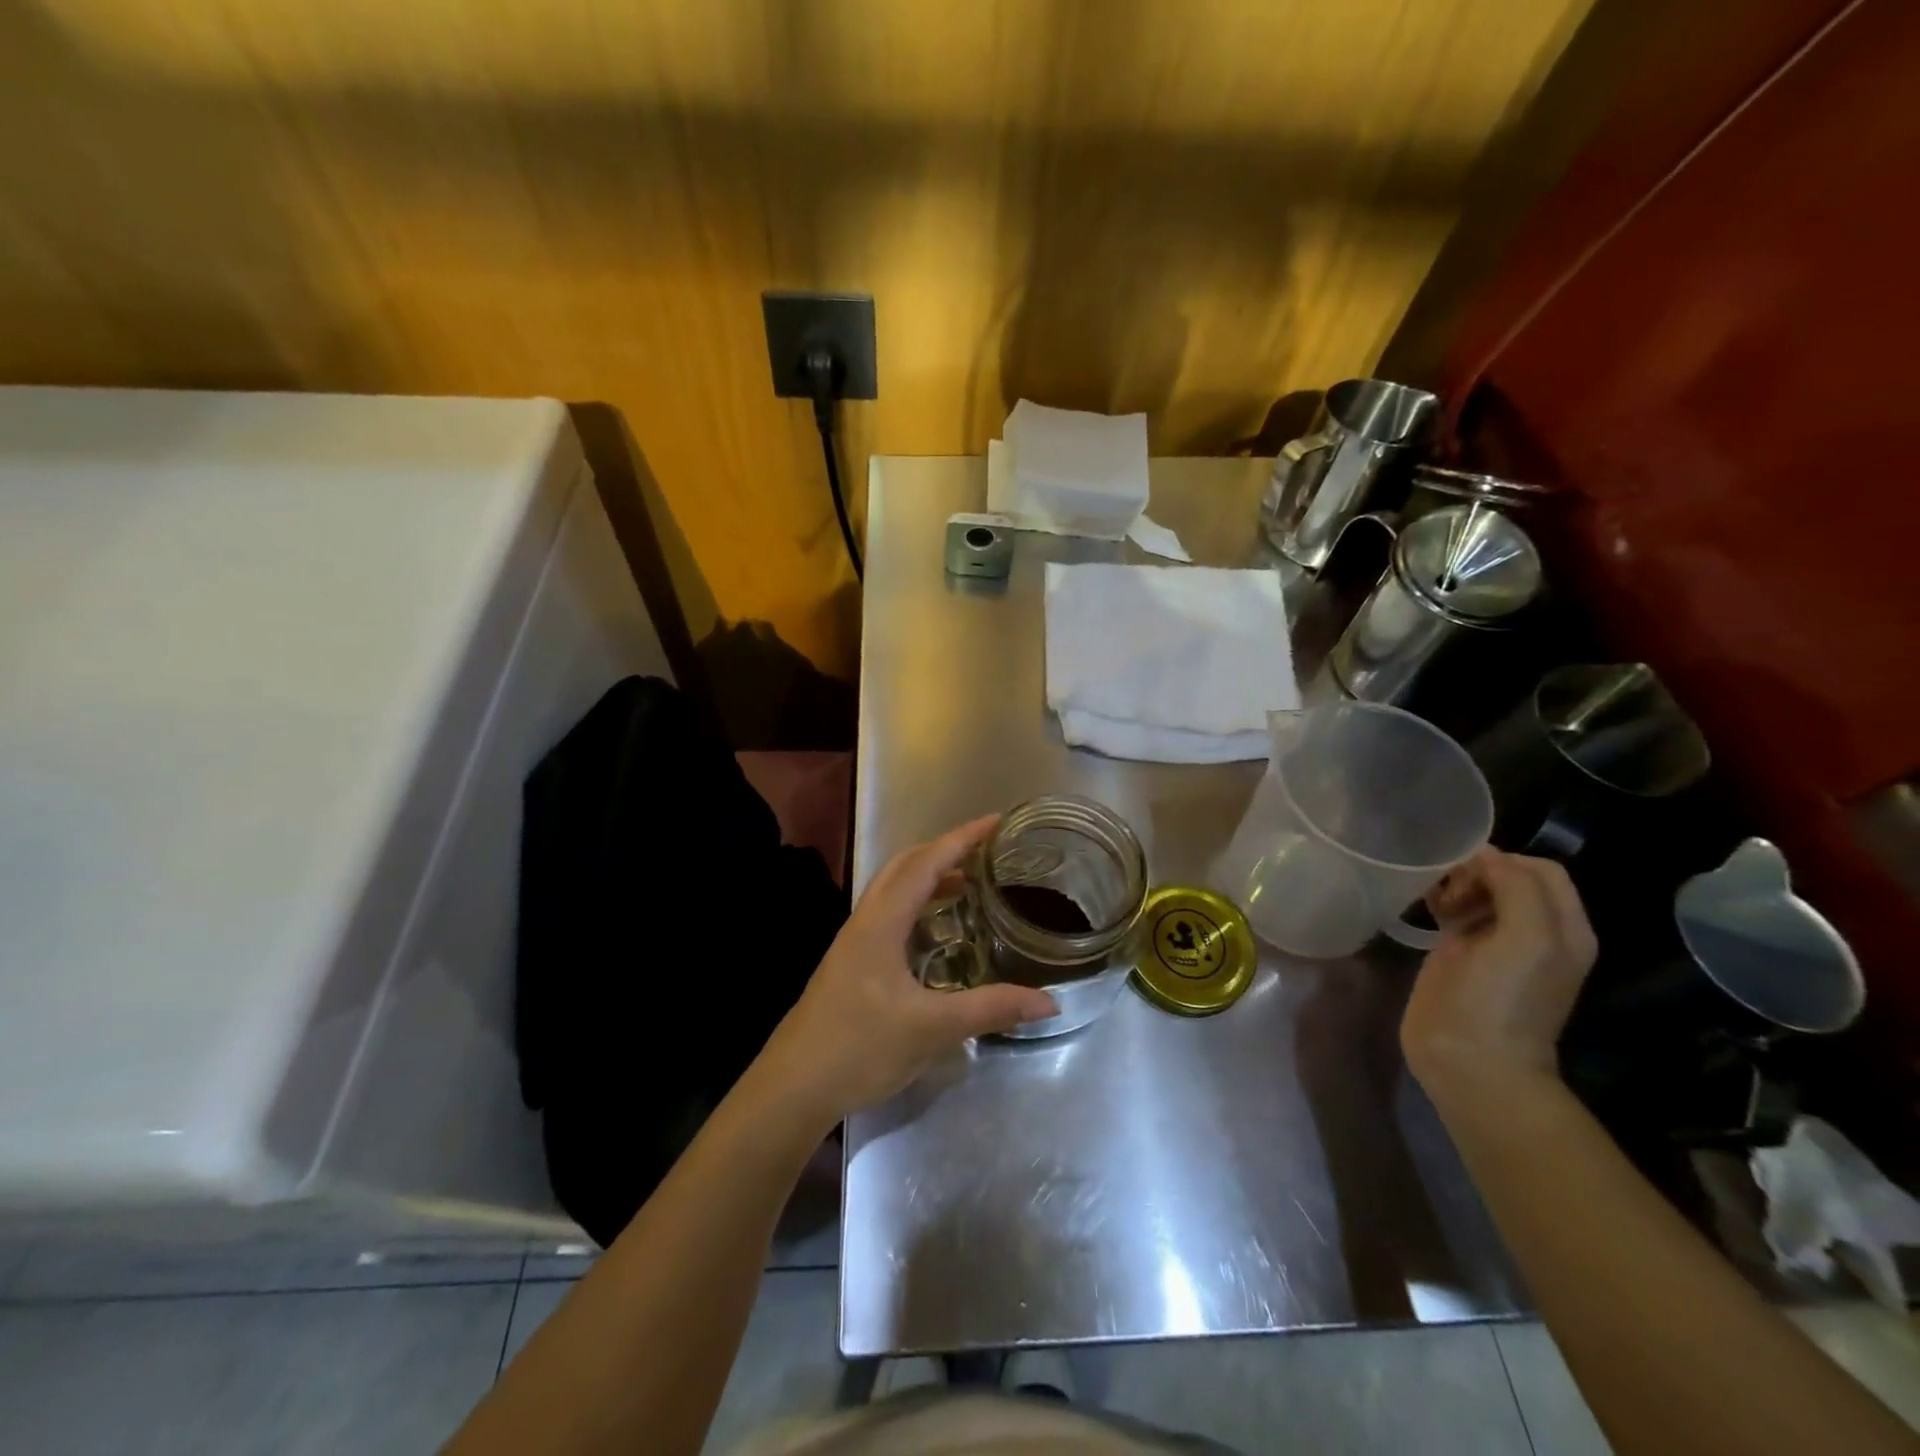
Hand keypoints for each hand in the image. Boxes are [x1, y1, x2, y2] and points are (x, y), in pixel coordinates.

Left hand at [755, 816, 1057, 1126]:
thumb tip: (1050, 1001)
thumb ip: (991, 1009)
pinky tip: (938, 933)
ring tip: (970, 885)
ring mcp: (854, 942)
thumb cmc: (860, 1047)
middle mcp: (865, 921)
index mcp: (881, 922)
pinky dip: (918, 905)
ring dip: (930, 877)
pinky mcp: (852, 963)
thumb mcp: (932, 1028)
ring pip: (895, 890)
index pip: (926, 863)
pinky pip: (890, 914)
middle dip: (946, 850)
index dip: (962, 838)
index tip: (996, 823)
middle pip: (905, 866)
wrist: (794, 1087)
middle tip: (987, 852)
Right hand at [1400, 848, 1597, 1098]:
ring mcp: (1495, 943)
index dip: (1505, 862)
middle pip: (1510, 876)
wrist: (1469, 1059)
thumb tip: (1483, 856)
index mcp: (1564, 928)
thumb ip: (1516, 887)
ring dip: (1456, 883)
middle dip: (1477, 871)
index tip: (1466, 875)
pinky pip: (1456, 910)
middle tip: (1450, 891)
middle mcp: (1535, 931)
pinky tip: (1425, 905)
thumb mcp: (1528, 938)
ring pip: (1480, 890)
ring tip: (1435, 899)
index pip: (1541, 869)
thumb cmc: (1502, 999)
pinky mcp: (1460, 953)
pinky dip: (1441, 899)